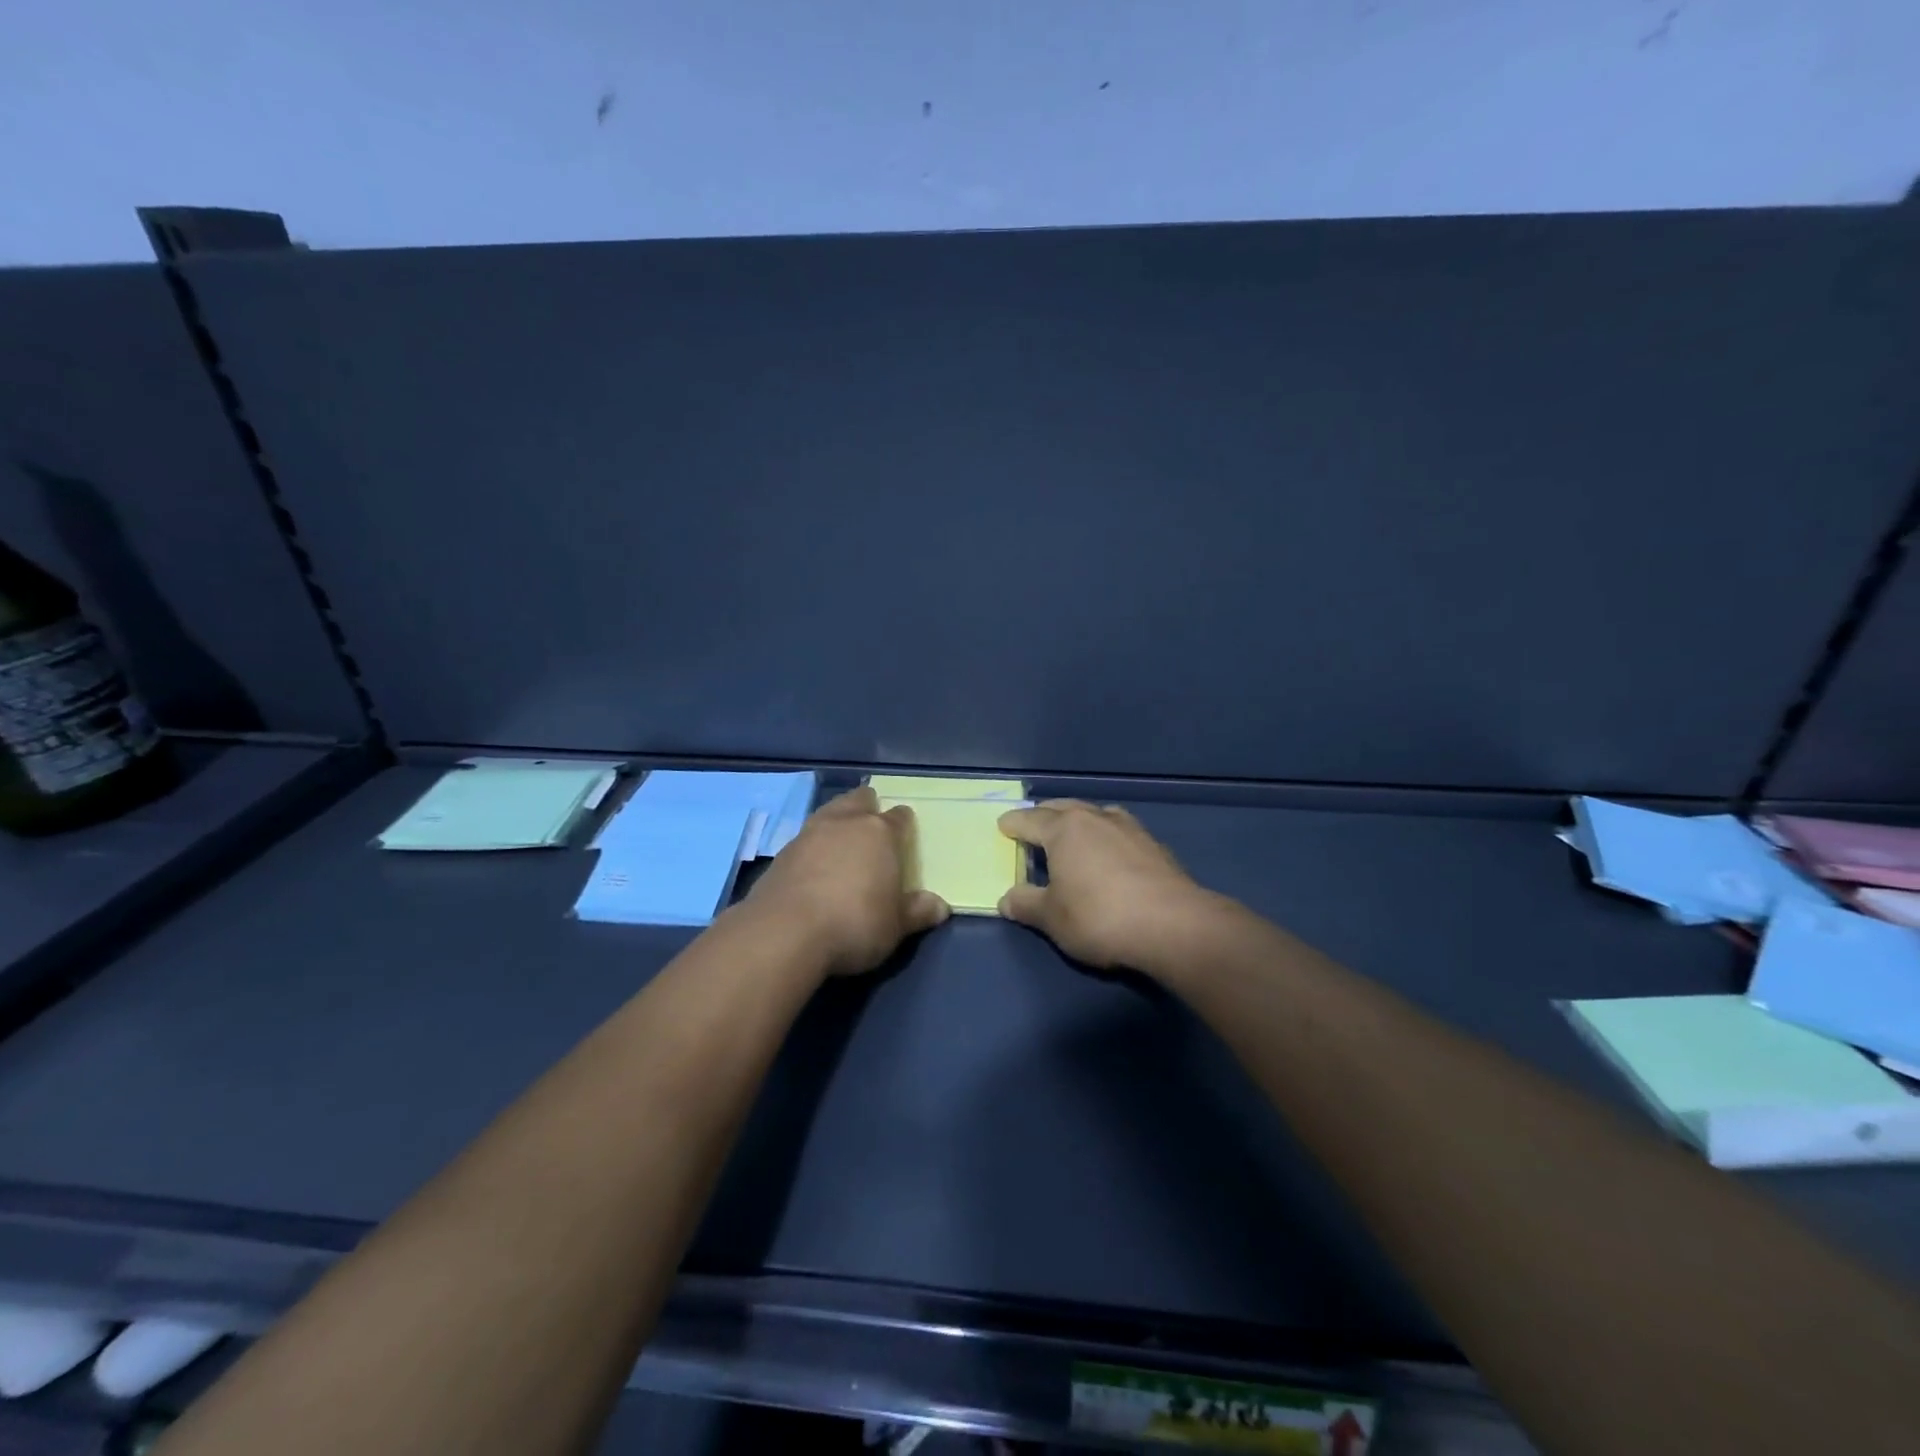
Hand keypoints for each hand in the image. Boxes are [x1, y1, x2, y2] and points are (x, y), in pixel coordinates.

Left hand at [744, 787, 948, 975]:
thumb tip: (940, 906)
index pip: (898, 818)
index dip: (903, 821)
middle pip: (858, 801)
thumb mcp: (895, 926)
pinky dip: (813, 845)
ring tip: (841, 833)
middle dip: (866, 805)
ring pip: (828, 813)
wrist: (785, 932)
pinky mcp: (782, 853)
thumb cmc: (854, 923)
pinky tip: (814, 861)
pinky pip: (805, 838)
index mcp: (879, 833)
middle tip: (871, 816)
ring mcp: (809, 834)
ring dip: (837, 819)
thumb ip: (917, 912)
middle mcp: (845, 824)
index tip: (905, 827)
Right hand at [997, 800, 1223, 974]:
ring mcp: (1129, 828)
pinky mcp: (1155, 846)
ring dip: (1080, 820)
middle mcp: (1095, 819)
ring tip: (1073, 834)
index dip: (1013, 824)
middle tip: (1034, 825)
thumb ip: (1026, 904)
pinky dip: (1106, 836)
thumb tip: (1006, 898)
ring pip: (1096, 814)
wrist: (1172, 926)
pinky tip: (1110, 854)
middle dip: (1045, 815)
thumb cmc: (1099, 917)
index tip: (1003, 826)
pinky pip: (1120, 831)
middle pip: (1064, 807)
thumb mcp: (1052, 918)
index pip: (1030, 820)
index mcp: (1064, 829)